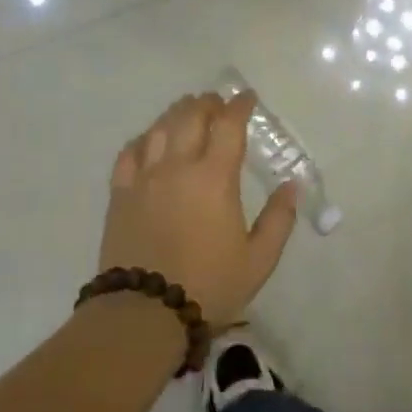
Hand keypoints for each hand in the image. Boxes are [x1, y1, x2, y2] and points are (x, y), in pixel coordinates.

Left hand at [99, 92, 299, 326]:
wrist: (144, 313)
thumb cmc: (209, 285)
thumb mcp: (258, 260)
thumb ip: (279, 219)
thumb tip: (292, 185)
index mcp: (215, 178)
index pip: (228, 126)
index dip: (239, 106)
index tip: (247, 98)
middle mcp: (178, 167)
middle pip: (190, 117)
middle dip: (206, 103)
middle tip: (216, 102)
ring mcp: (144, 179)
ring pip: (158, 129)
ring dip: (176, 113)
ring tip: (186, 110)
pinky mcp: (120, 195)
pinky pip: (129, 153)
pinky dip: (143, 139)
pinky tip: (149, 140)